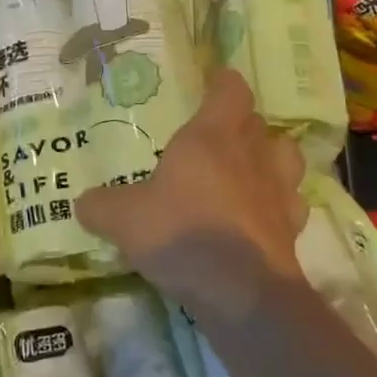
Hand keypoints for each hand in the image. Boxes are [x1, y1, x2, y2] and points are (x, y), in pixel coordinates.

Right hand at [76, 69, 304, 298]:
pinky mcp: (293, 229)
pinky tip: (260, 217)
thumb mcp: (123, 218)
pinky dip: (279, 204)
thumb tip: (83, 203)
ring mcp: (279, 191)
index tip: (212, 84)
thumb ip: (101, 206)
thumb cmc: (180, 233)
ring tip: (249, 170)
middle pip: (258, 122)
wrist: (240, 292)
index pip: (230, 90)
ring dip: (271, 158)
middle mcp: (251, 155)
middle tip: (218, 135)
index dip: (223, 83)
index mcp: (210, 137)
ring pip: (286, 157)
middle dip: (242, 123)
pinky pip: (291, 204)